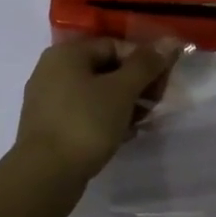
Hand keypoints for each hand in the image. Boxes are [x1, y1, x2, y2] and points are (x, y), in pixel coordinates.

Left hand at [14, 36, 181, 184]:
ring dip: (124, 104)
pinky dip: (106, 119)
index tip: (163, 85)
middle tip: (155, 105)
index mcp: (67, 53)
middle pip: (106, 68)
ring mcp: (48, 100)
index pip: (115, 45)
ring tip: (142, 122)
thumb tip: (170, 41)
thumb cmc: (85, 123)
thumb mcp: (122, 90)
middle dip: (136, 85)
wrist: (45, 175)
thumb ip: (146, 64)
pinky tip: (124, 135)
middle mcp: (53, 70)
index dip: (144, 61)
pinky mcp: (49, 126)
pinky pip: (84, 113)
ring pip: (96, 93)